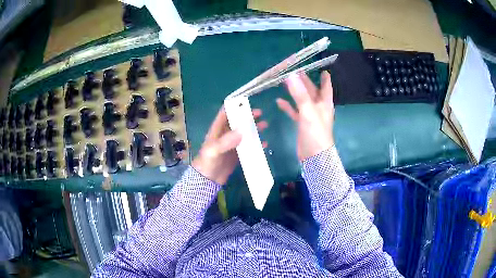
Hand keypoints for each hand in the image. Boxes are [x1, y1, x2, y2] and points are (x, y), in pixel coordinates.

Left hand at [192, 107, 267, 184]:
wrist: (207, 180)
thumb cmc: (207, 162)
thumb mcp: (213, 150)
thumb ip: (225, 141)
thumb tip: (241, 132)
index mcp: (217, 130)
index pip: (225, 113)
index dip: (234, 106)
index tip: (246, 102)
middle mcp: (225, 135)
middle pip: (237, 121)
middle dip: (248, 116)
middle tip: (260, 113)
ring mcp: (232, 145)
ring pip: (244, 133)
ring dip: (254, 128)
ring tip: (265, 125)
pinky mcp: (237, 155)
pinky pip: (248, 146)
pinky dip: (256, 144)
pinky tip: (264, 144)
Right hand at [276, 71, 334, 160]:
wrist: (314, 156)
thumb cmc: (316, 133)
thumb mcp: (308, 111)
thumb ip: (299, 94)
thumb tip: (291, 75)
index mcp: (324, 103)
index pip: (326, 86)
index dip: (324, 77)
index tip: (321, 68)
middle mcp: (318, 107)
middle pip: (312, 91)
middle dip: (305, 81)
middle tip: (295, 71)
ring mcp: (310, 116)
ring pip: (302, 100)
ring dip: (295, 92)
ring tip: (285, 81)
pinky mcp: (302, 124)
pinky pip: (295, 111)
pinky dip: (288, 106)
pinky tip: (279, 101)